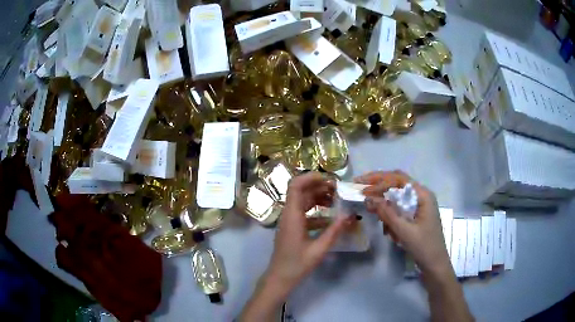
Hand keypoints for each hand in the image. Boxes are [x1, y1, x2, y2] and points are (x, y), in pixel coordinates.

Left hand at [240, 173, 350, 320]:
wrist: (280, 278)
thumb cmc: (297, 265)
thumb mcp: (319, 249)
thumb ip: (334, 231)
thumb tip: (350, 215)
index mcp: (292, 215)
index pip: (296, 185)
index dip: (311, 177)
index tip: (330, 180)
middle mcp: (288, 214)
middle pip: (301, 191)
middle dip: (320, 187)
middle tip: (339, 191)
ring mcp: (289, 221)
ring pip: (303, 201)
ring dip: (319, 198)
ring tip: (337, 201)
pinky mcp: (292, 228)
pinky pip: (304, 213)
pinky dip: (317, 211)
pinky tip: (331, 218)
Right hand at [355, 171, 451, 278]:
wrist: (435, 265)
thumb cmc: (423, 247)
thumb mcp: (404, 230)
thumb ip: (386, 213)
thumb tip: (368, 198)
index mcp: (423, 195)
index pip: (399, 179)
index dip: (379, 181)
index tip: (362, 189)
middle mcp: (422, 196)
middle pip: (398, 183)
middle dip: (379, 185)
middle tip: (360, 186)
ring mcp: (419, 205)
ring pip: (397, 197)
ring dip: (385, 204)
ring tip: (373, 213)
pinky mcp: (416, 215)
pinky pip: (400, 209)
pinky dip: (391, 216)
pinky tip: (388, 229)